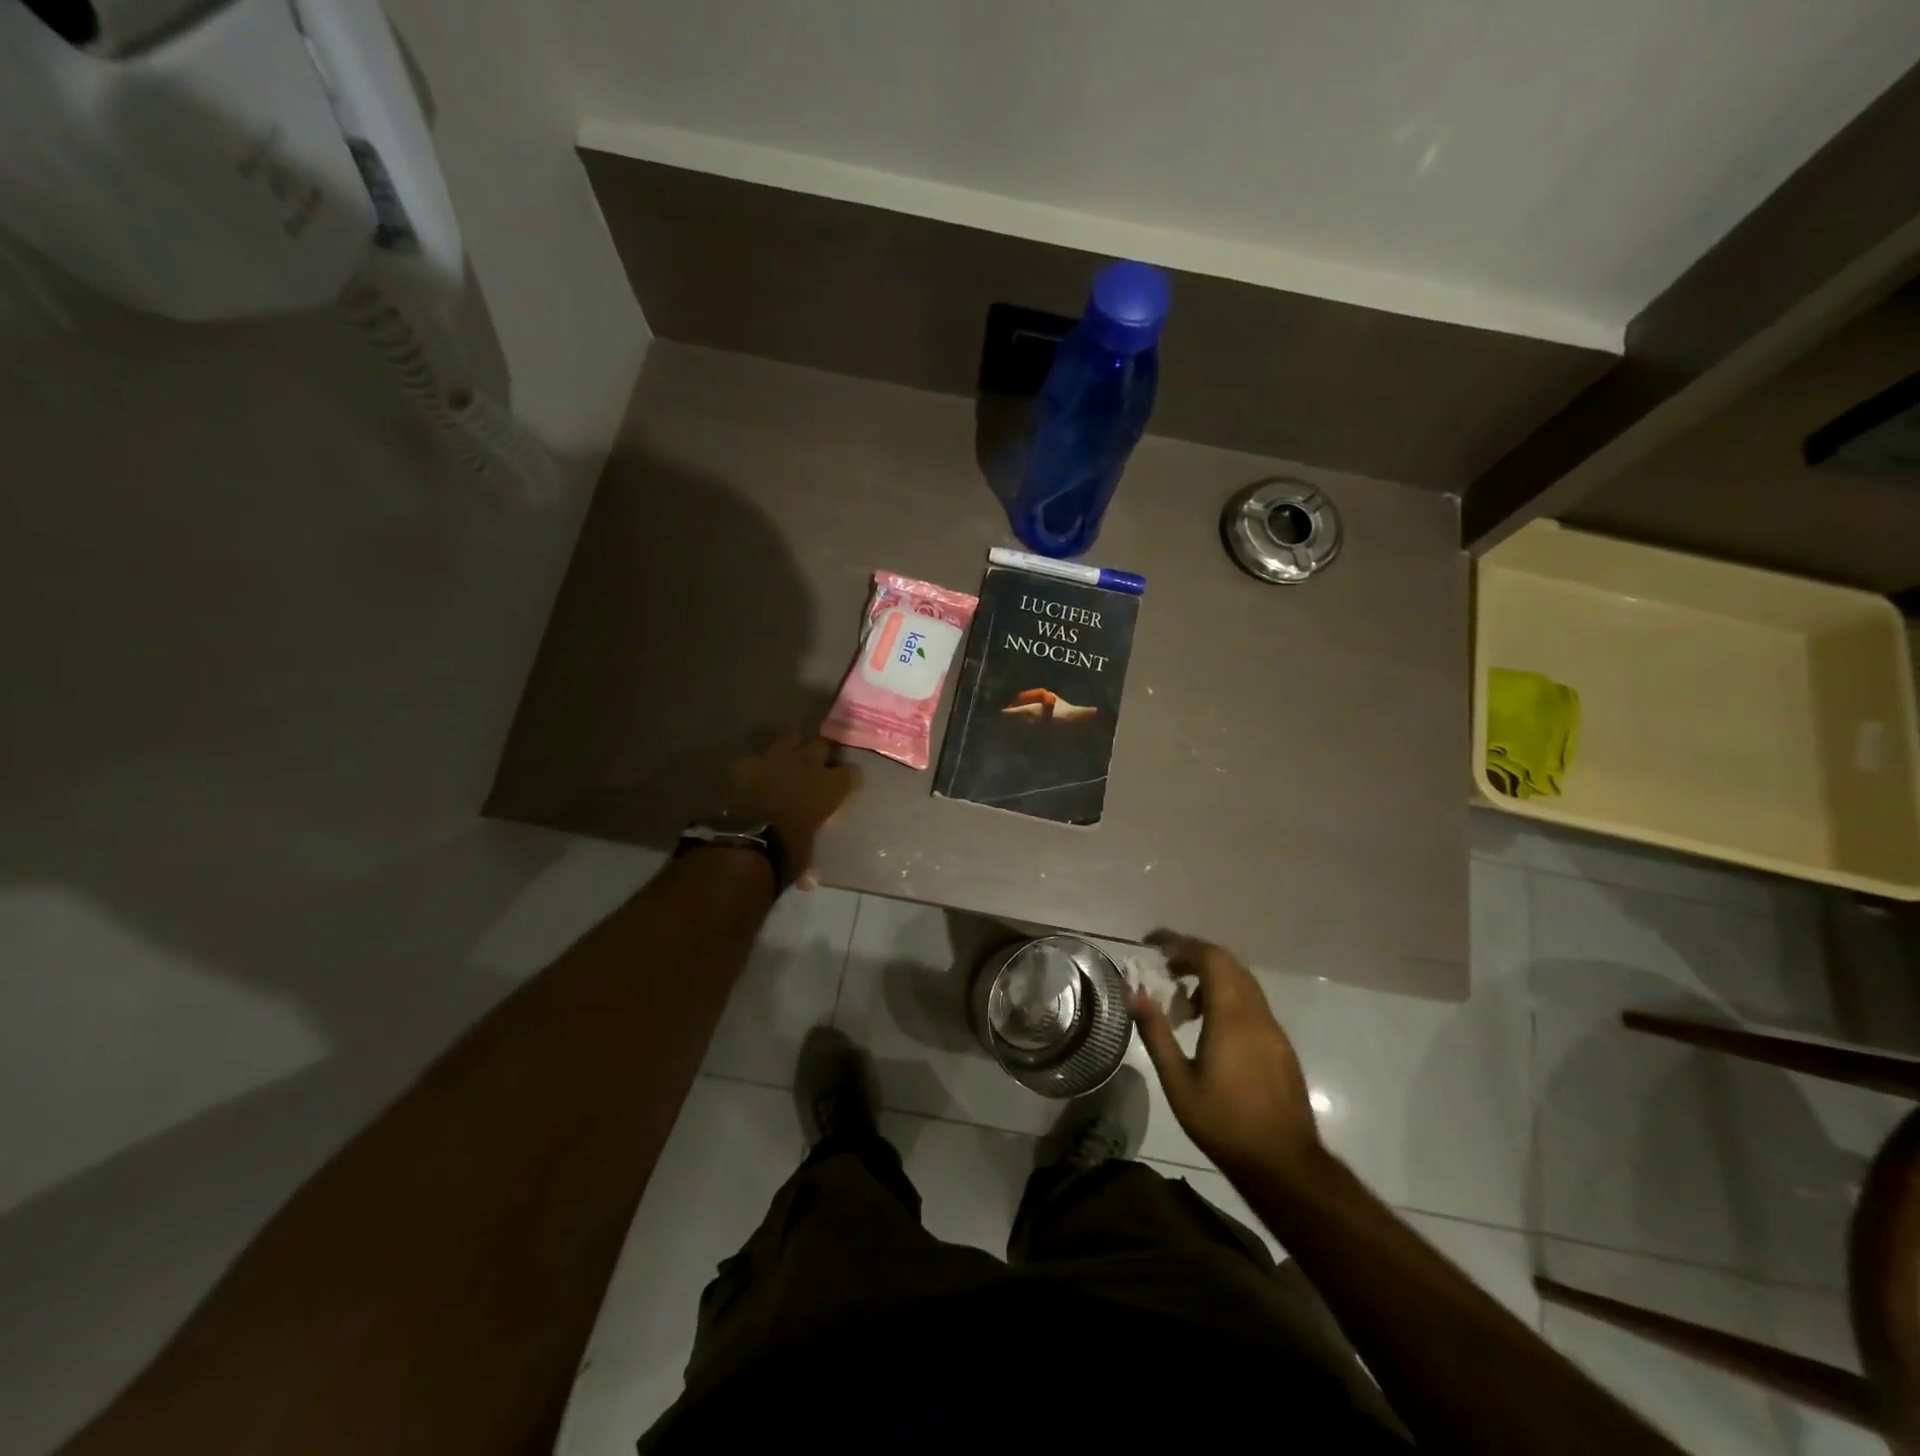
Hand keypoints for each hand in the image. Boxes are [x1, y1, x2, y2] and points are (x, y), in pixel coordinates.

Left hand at [723, 735, 861, 888]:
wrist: (745, 841)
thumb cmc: (787, 852)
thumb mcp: (805, 857)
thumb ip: (810, 863)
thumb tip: (809, 880)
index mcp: (831, 787)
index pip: (853, 773)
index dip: (849, 780)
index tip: (846, 788)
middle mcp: (808, 765)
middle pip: (822, 745)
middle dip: (820, 756)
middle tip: (815, 771)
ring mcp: (775, 759)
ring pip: (790, 739)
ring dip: (792, 750)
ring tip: (788, 764)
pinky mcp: (746, 763)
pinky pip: (756, 757)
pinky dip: (757, 766)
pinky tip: (753, 777)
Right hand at [1129, 930, 1324, 1185]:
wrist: (1284, 1165)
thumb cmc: (1224, 1123)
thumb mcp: (1178, 1082)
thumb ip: (1156, 1033)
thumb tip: (1134, 993)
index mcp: (1231, 1017)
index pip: (1210, 958)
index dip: (1181, 943)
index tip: (1153, 945)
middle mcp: (1256, 1014)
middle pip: (1228, 963)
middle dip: (1194, 955)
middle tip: (1164, 965)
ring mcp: (1273, 1029)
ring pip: (1243, 982)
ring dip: (1212, 976)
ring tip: (1183, 1000)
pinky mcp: (1281, 1046)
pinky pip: (1252, 1003)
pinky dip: (1227, 996)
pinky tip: (1209, 1026)